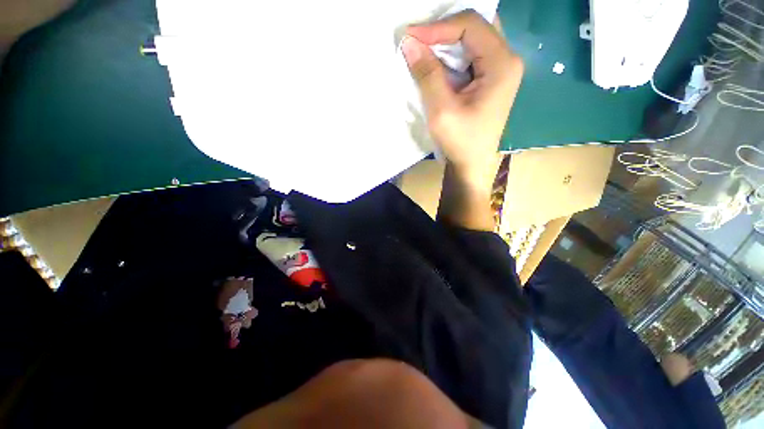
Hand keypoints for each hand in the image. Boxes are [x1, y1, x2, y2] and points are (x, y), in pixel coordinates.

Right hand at [402, 10, 523, 188]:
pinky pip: (470, 56)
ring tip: (423, 50)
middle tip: (418, 40)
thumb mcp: (441, 111)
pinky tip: (436, 65)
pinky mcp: (489, 80)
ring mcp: (499, 70)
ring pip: (472, 40)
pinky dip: (451, 57)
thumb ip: (428, 75)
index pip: (471, 25)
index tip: (411, 37)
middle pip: (475, 27)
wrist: (471, 165)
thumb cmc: (460, 142)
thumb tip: (410, 43)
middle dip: (444, 31)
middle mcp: (506, 60)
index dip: (438, 27)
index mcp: (502, 64)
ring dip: (446, 43)